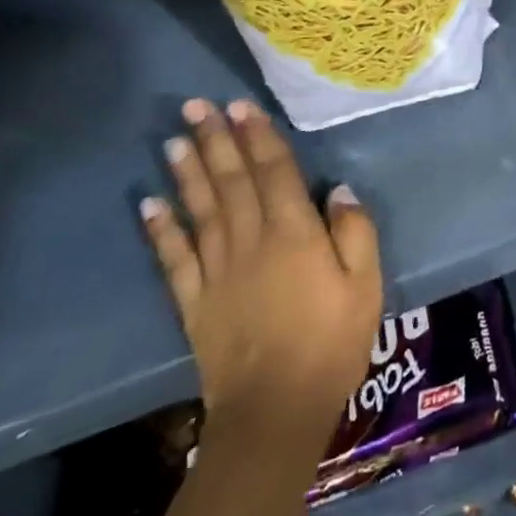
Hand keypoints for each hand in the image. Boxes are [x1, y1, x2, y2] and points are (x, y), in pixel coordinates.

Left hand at [140, 99, 381, 443]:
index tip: (241, 105)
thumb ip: (354, 231)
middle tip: (196, 104)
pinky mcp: (195, 302)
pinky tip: (149, 203)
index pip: (274, 173)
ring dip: (188, 172)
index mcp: (295, 234)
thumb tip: (337, 188)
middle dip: (215, 140)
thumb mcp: (366, 284)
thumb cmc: (333, 341)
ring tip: (175, 138)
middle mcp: (251, 242)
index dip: (258, 137)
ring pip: (201, 210)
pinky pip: (174, 258)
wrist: (276, 411)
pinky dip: (160, 229)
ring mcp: (217, 271)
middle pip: (232, 181)